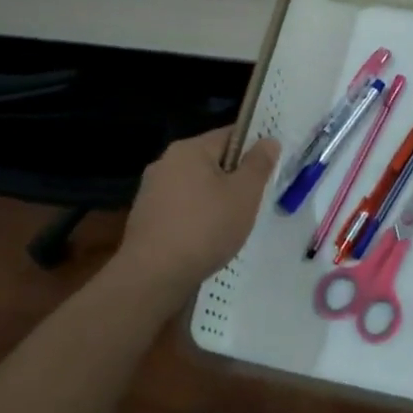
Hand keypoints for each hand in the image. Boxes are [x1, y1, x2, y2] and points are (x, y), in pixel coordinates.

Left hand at [117, 127, 277, 298]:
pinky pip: (180, 207)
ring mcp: (151, 191)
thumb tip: (268, 140)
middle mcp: (166, 162)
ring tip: (231, 224)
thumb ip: (258, 164)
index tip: (268, 169)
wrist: (153, 276)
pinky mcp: (145, 217)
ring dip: (214, 199)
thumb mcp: (244, 194)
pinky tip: (206, 239)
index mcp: (189, 149)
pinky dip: (196, 217)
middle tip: (254, 200)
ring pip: (195, 186)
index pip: (230, 135)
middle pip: (211, 160)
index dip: (253, 148)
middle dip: (233, 177)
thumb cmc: (205, 228)